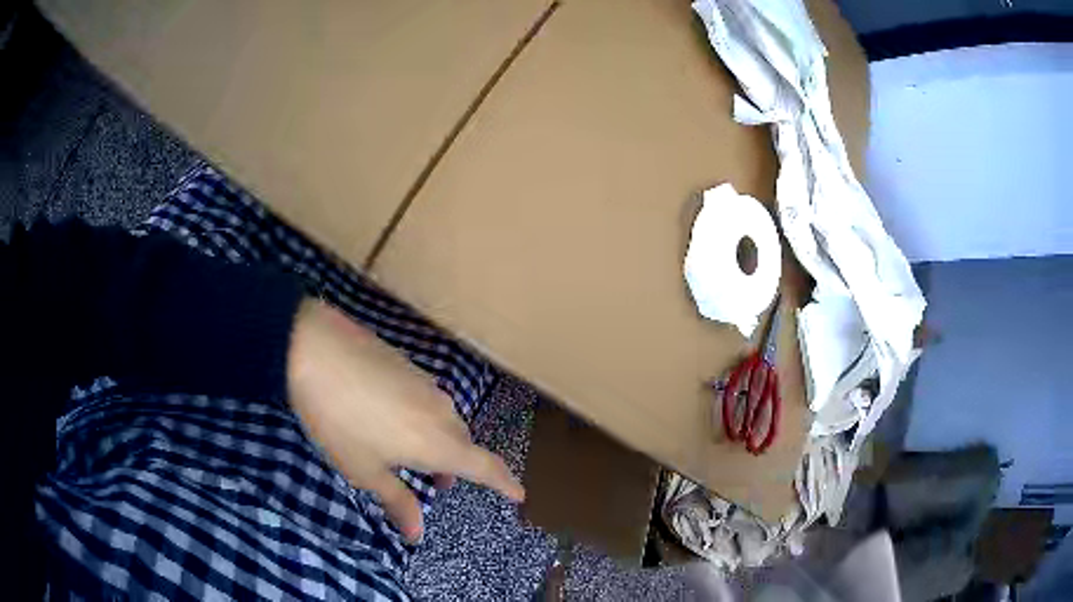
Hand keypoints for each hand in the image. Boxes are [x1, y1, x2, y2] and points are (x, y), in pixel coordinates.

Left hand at [286, 299, 523, 542]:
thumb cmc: (340, 423)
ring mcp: (426, 383)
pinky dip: (422, 418)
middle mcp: (443, 411)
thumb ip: (397, 501)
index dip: (505, 483)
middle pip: (464, 443)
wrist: (314, 350)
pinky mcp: (408, 364)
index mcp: (439, 443)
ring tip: (408, 453)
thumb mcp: (365, 471)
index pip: (486, 467)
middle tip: (436, 483)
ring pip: (445, 420)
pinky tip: (390, 417)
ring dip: (438, 442)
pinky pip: (427, 400)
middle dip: (457, 467)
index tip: (519, 494)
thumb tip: (417, 534)